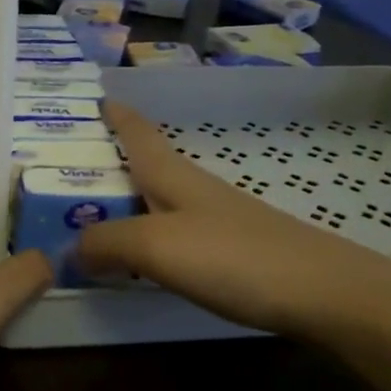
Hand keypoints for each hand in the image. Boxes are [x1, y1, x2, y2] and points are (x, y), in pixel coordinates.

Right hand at [76, 101, 390, 346]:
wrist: (325, 293)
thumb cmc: (234, 256)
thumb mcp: (156, 247)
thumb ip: (107, 243)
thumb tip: (68, 248)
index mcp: (173, 175)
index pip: (137, 132)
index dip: (115, 114)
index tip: (94, 97)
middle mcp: (194, 189)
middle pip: (147, 164)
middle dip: (110, 161)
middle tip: (65, 170)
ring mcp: (219, 218)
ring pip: (162, 199)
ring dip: (129, 200)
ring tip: (95, 215)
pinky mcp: (237, 250)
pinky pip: (177, 232)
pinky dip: (151, 235)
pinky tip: (147, 258)